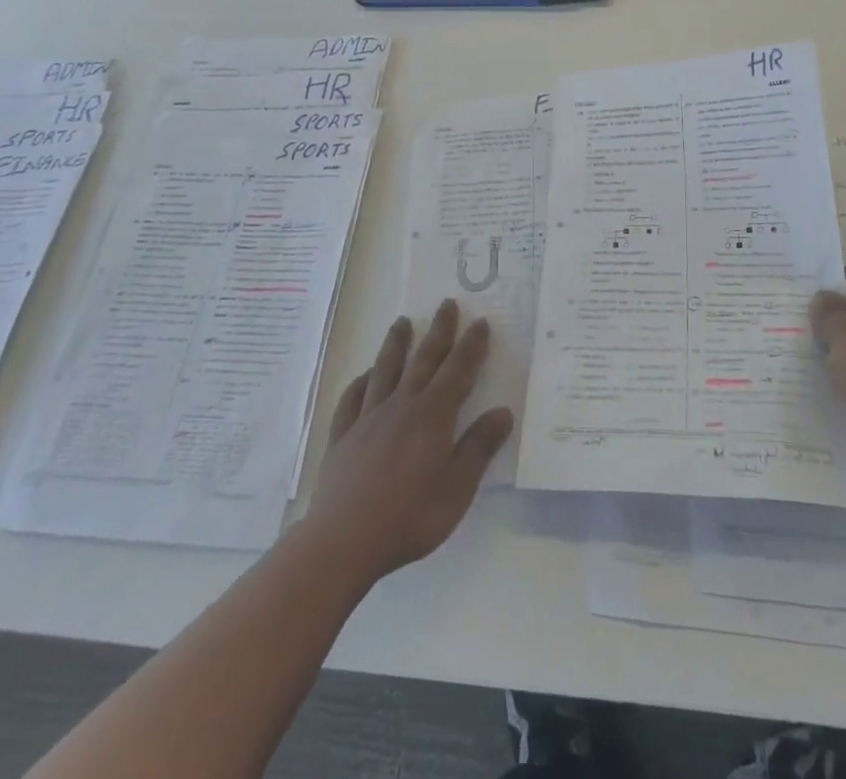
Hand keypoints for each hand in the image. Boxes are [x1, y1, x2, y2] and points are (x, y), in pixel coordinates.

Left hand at [305, 300, 513, 583]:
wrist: (343, 541)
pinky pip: (352, 399)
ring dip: (396, 345)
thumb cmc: (410, 517)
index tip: (479, 322)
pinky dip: (361, 382)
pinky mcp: (343, 436)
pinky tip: (365, 375)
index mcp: (433, 416)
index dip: (471, 346)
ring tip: (402, 322)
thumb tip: (503, 411)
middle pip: (424, 360)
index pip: (457, 371)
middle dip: (438, 331)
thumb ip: (479, 448)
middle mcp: (402, 406)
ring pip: (386, 370)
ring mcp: (368, 419)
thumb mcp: (457, 488)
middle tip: (446, 304)